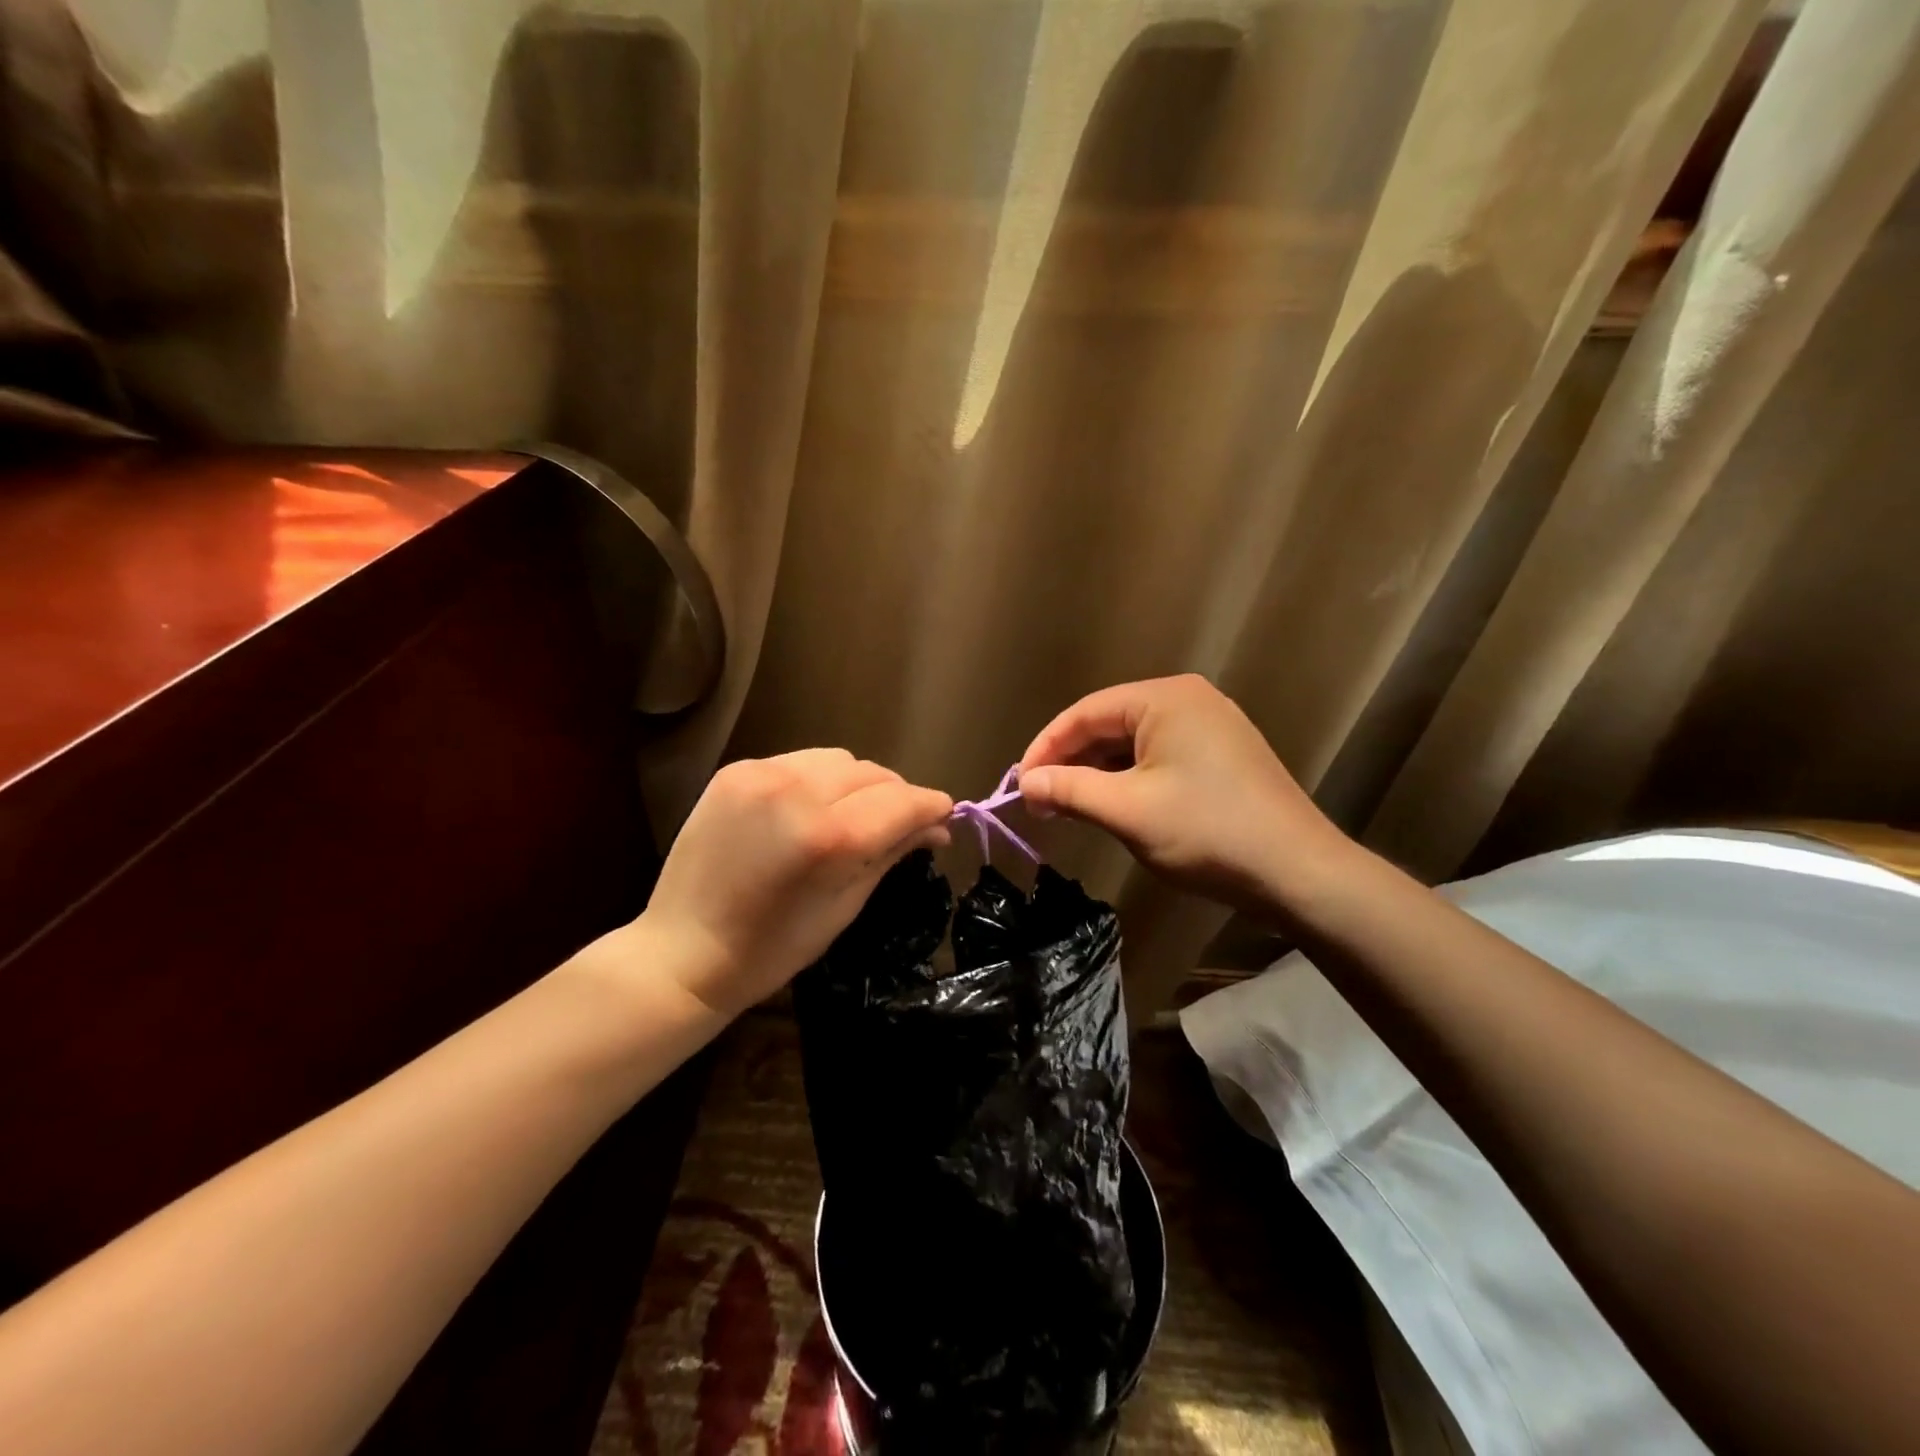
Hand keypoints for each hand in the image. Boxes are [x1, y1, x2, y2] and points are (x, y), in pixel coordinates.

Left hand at [642, 749, 952, 1015]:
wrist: (683, 950)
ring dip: (857, 784)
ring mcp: (762, 775)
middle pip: (874, 773)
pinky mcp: (736, 770)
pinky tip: (807, 810)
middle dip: (895, 797)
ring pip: (840, 759)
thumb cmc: (772, 948)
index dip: (932, 807)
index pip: (903, 801)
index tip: (944, 818)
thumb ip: (893, 853)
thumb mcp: (845, 906)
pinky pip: (800, 762)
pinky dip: (817, 781)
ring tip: (850, 815)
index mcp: (831, 837)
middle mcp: (799, 791)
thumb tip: (937, 826)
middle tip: (897, 826)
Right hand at [1018, 675, 1355, 917]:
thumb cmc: (1207, 831)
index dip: (1045, 748)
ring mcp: (1210, 726)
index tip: (1019, 786)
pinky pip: (1159, 757)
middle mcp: (1188, 700)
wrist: (1299, 873)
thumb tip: (1025, 783)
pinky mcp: (1221, 755)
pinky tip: (1112, 807)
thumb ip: (1069, 790)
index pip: (1084, 713)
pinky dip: (1129, 780)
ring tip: (1069, 809)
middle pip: (1108, 725)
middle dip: (1071, 763)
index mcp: (1164, 698)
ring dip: (1098, 775)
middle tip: (1041, 803)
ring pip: (1133, 744)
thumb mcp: (1127, 810)